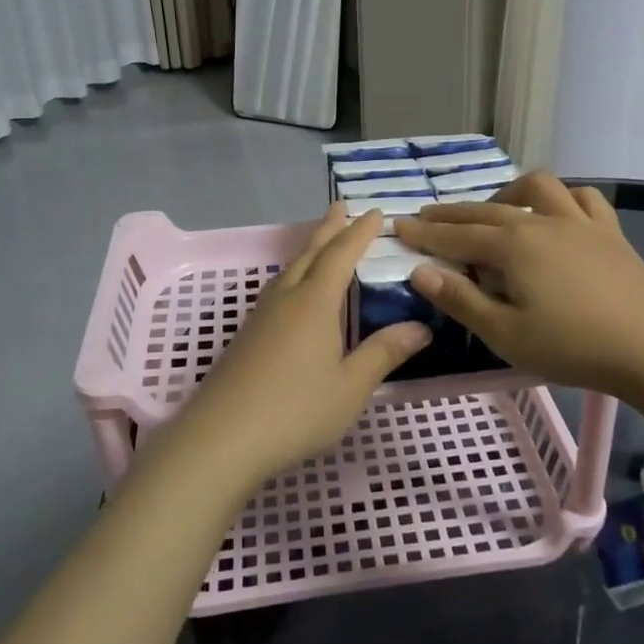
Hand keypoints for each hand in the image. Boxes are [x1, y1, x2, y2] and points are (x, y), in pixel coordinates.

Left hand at [177, 203, 429, 485]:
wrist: (222, 437)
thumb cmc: (295, 410)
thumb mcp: (350, 386)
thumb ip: (384, 353)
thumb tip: (421, 327)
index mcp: (315, 303)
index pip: (341, 255)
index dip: (359, 232)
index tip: (375, 212)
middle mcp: (287, 299)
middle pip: (310, 253)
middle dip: (329, 228)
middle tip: (341, 205)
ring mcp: (261, 316)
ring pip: (289, 269)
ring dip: (309, 250)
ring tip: (321, 242)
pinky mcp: (246, 335)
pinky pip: (277, 289)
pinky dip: (294, 274)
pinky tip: (293, 292)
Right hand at [395, 174, 643, 430]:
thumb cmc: (573, 346)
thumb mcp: (506, 334)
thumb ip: (460, 300)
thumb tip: (420, 271)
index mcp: (512, 245)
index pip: (456, 236)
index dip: (424, 233)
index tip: (398, 227)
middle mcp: (541, 221)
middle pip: (486, 210)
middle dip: (452, 214)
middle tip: (426, 217)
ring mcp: (579, 222)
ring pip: (536, 188)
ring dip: (507, 192)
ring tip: (493, 209)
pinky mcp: (610, 233)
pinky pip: (584, 199)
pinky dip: (563, 198)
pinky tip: (556, 211)